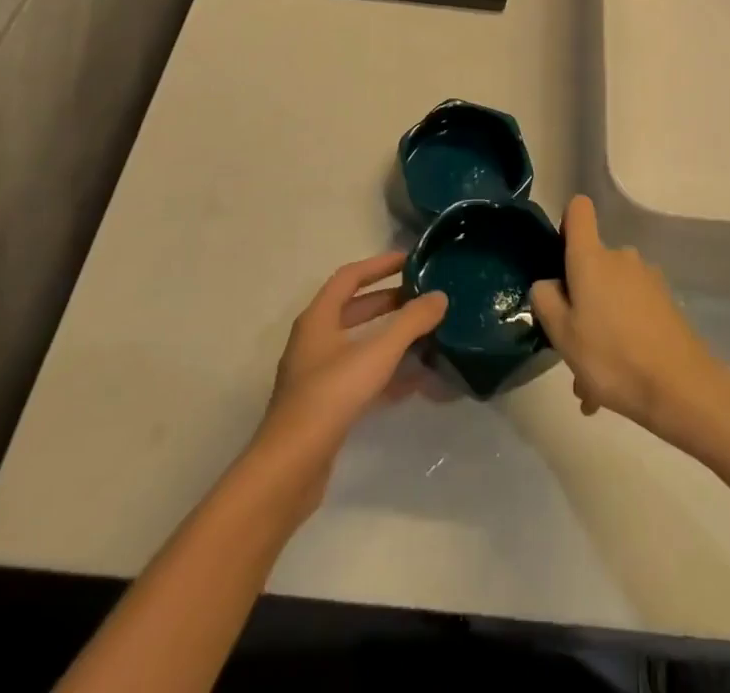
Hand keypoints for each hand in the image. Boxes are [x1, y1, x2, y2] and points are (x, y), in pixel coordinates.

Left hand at [250, 252, 446, 510]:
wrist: (289, 469)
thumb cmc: (330, 397)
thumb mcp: (376, 354)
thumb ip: (411, 323)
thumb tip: (440, 296)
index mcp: (318, 318)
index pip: (349, 277)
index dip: (379, 265)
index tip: (410, 261)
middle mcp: (314, 340)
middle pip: (354, 310)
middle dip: (389, 302)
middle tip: (422, 298)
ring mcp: (317, 375)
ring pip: (359, 345)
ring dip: (390, 338)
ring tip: (426, 337)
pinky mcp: (324, 406)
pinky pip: (360, 376)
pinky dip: (386, 373)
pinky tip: (414, 382)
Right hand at [530, 196, 729, 440]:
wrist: (681, 388)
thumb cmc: (611, 356)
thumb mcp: (562, 334)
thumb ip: (545, 300)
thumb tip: (549, 284)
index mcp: (592, 258)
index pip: (578, 210)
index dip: (566, 223)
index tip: (559, 256)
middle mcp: (621, 258)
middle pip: (592, 264)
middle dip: (579, 301)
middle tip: (572, 347)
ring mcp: (648, 279)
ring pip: (611, 296)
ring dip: (599, 328)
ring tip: (593, 380)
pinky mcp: (666, 302)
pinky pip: (631, 313)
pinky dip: (621, 338)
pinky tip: (616, 382)